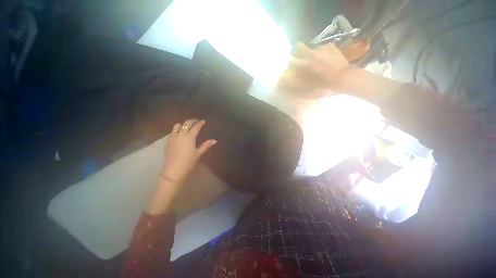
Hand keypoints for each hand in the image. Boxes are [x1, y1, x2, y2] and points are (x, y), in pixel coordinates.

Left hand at [161, 119, 216, 185]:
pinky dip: (177, 130)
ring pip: (177, 126)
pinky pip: (172, 132)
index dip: (200, 123)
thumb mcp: (198, 154)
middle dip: (192, 121)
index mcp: (189, 138)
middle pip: (186, 123)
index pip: (196, 127)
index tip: (204, 121)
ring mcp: (172, 138)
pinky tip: (180, 134)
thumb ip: (206, 145)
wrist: (173, 172)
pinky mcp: (167, 142)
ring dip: (183, 124)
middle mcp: (180, 135)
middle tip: (197, 121)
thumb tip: (215, 140)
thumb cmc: (188, 163)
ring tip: (188, 127)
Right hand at [278, 43, 350, 91]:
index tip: (291, 65)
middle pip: (299, 46)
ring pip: (312, 48)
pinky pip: (323, 48)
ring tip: (317, 60)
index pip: (291, 59)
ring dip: (312, 53)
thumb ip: (301, 79)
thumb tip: (296, 76)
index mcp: (305, 63)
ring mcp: (322, 48)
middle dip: (298, 51)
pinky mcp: (331, 46)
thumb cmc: (325, 84)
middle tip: (301, 58)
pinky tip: (327, 58)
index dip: (289, 62)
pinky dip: (323, 52)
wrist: (343, 77)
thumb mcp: (310, 85)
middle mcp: (311, 53)